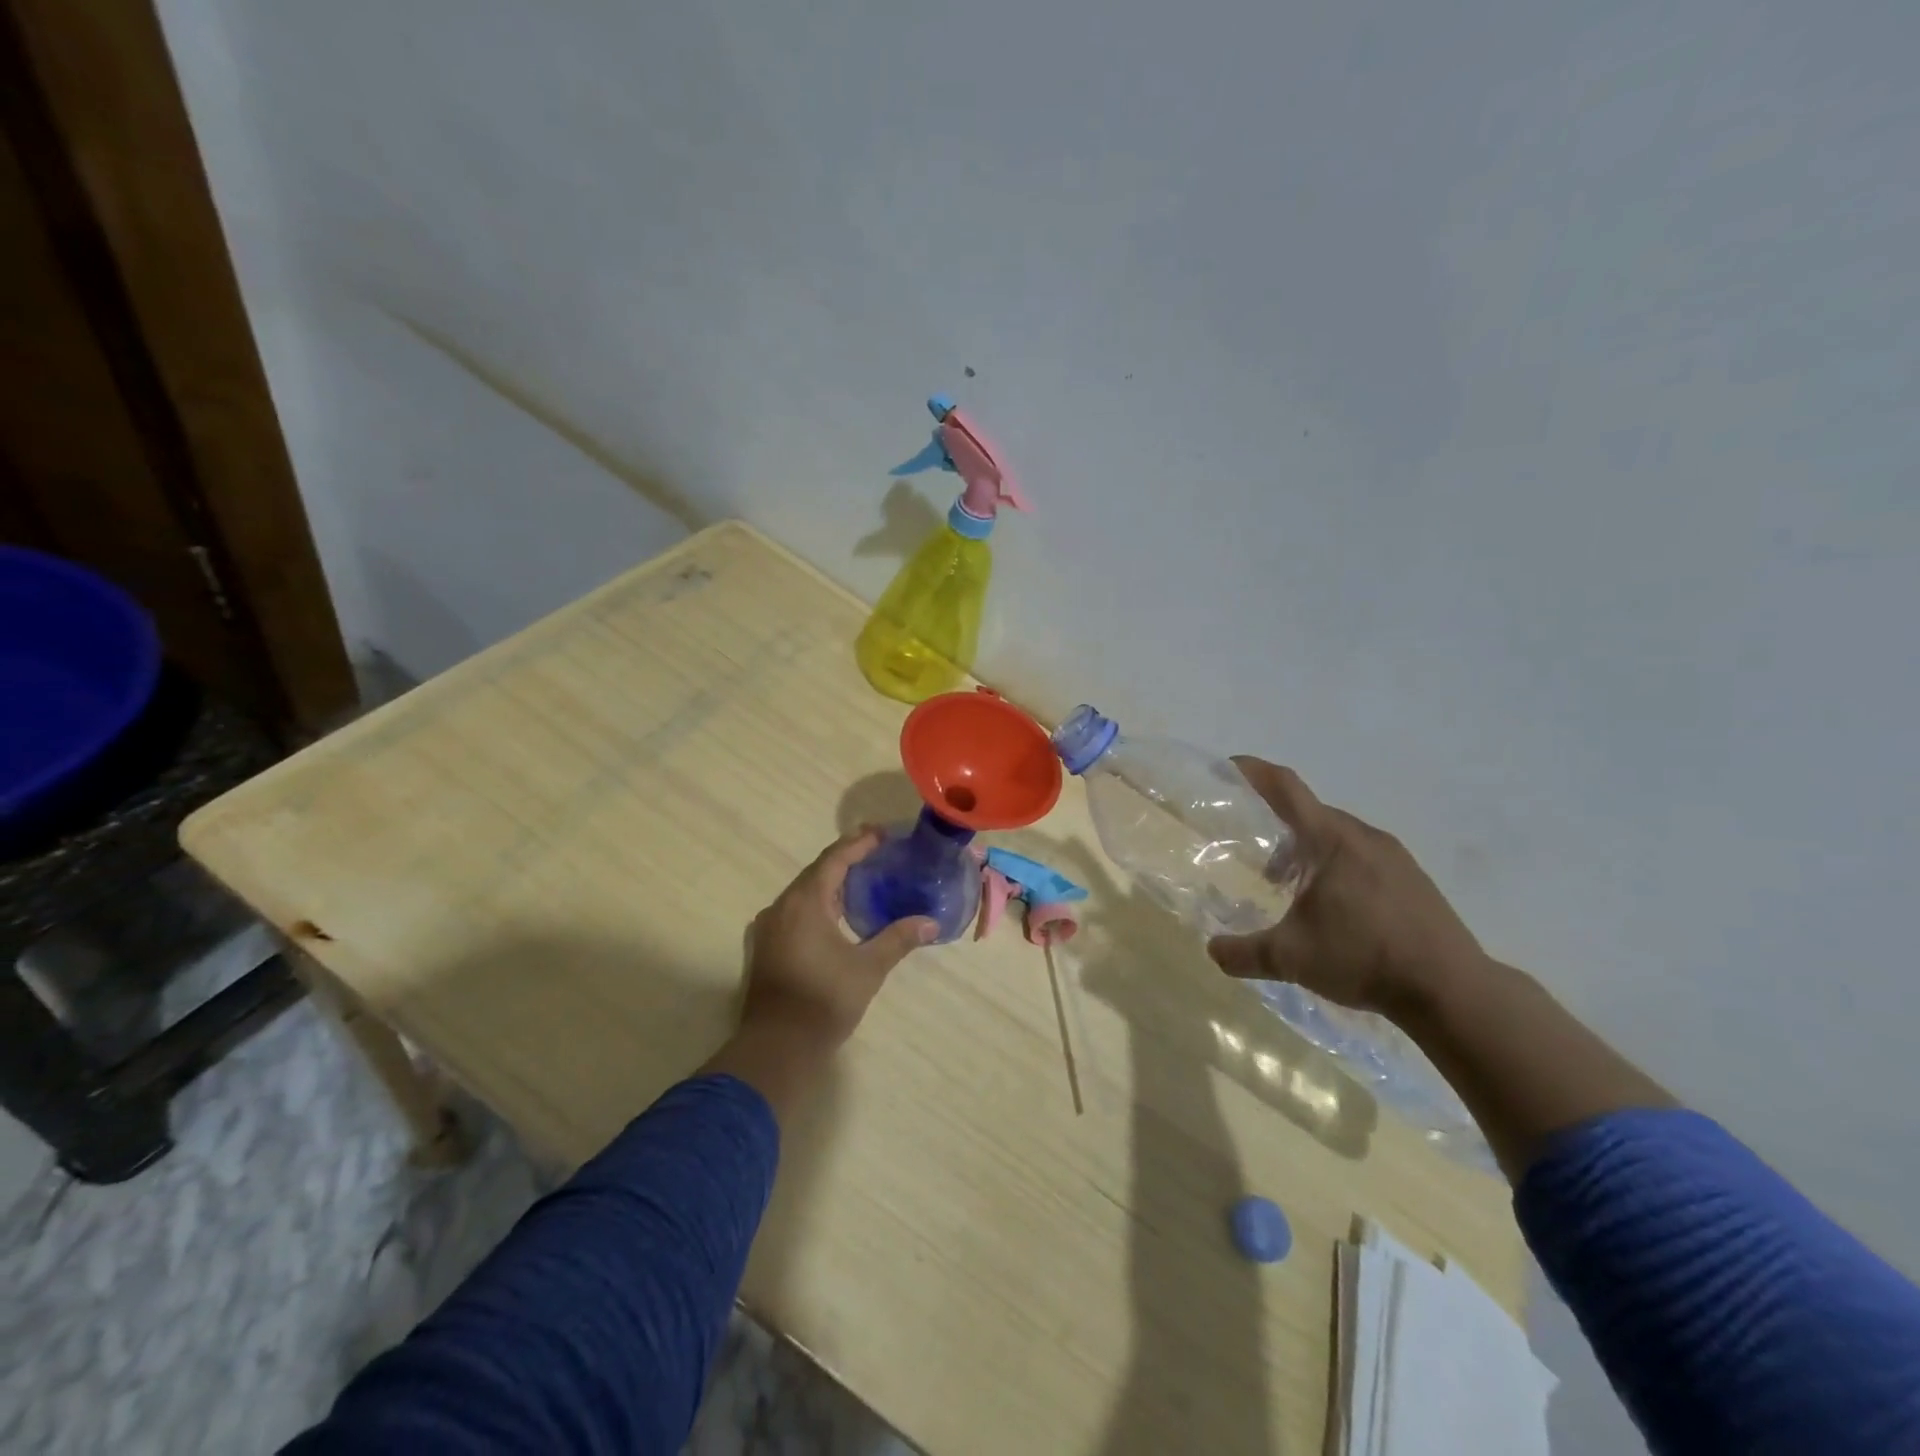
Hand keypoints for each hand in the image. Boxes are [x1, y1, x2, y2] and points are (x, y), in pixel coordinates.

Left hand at [703, 829, 935, 1120]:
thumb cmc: (824, 1001)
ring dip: (831, 882)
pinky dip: (819, 902)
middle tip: (877, 851)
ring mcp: (769, 928)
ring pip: (804, 892)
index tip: (883, 833)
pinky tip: (838, 912)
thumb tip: (931, 923)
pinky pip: (796, 910)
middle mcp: (782, 907)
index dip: (859, 843)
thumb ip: (898, 939)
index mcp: (805, 903)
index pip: (834, 859)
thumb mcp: (868, 968)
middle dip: (846, 858)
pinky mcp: (766, 947)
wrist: (776, 1048)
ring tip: (863, 877)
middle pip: (816, 872)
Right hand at [1207, 759, 1486, 1019]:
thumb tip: (1212, 951)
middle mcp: (1363, 836)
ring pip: (1338, 836)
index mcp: (1330, 839)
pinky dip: (1336, 866)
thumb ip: (1243, 952)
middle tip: (1254, 855)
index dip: (1254, 772)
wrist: (1453, 990)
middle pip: (1311, 813)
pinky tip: (1334, 907)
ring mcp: (1394, 856)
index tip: (1229, 766)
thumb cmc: (1364, 958)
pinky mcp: (1413, 879)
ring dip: (1308, 851)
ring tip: (1290, 887)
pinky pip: (1363, 855)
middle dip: (1277, 826)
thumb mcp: (1291, 958)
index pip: (1285, 788)